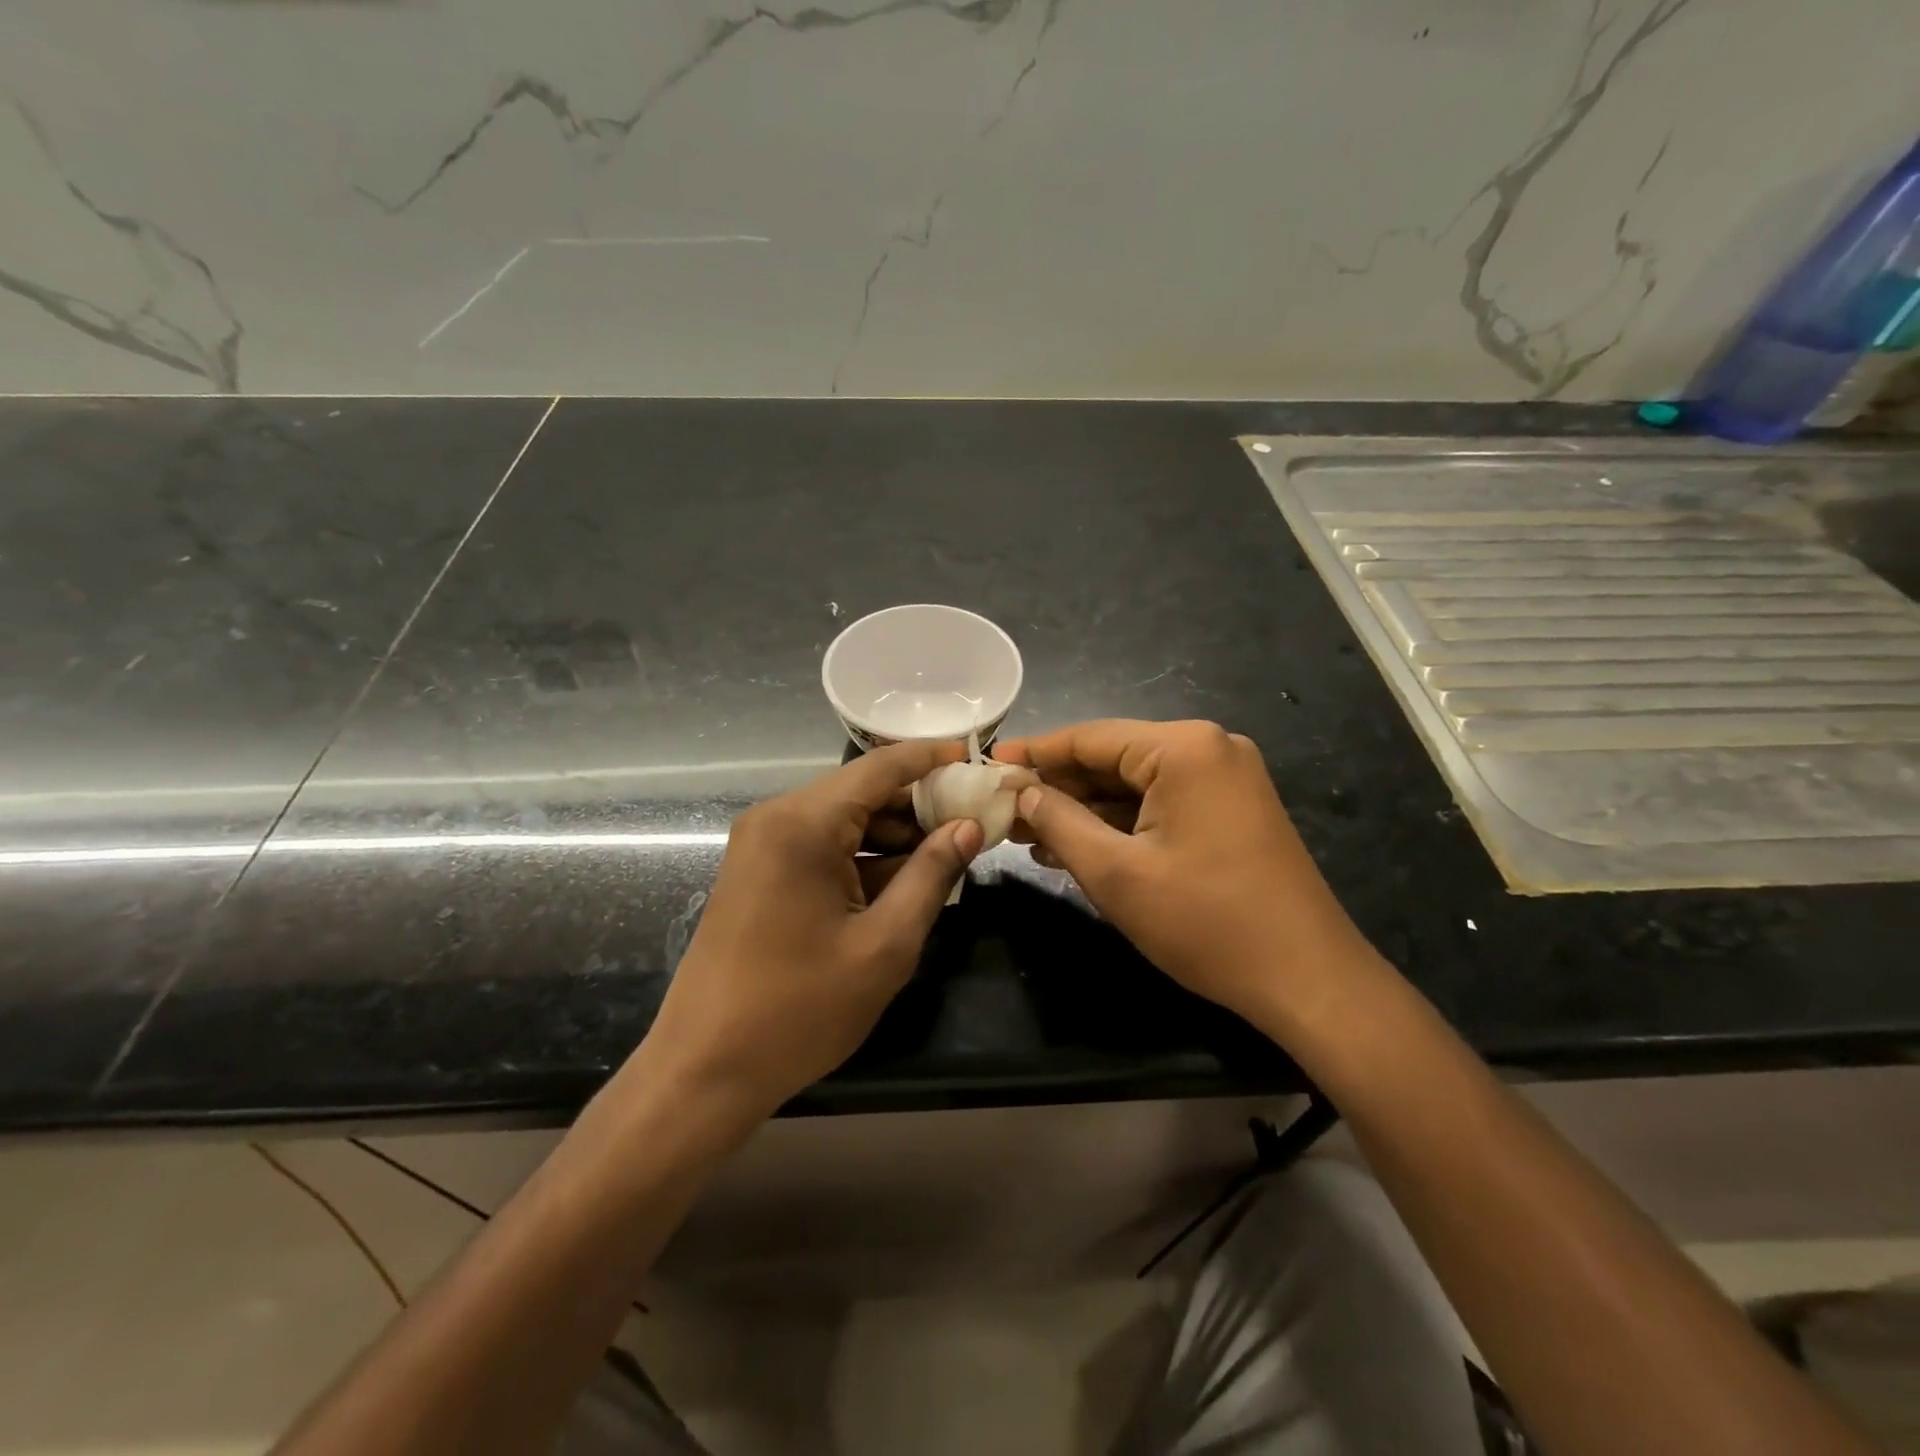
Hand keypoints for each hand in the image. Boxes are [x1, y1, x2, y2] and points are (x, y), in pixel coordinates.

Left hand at [630, 740, 983, 1127]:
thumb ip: (932, 875)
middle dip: (918, 805)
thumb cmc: (800, 1010)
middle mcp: (777, 818)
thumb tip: (969, 827)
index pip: (879, 767)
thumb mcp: (884, 944)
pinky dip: (864, 857)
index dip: (930, 758)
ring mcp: (762, 845)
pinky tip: (903, 883)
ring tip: (947, 858)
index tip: (974, 758)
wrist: (705, 1069)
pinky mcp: (759, 872)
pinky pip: (823, 847)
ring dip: (894, 835)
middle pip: (862, 791)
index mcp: (803, 823)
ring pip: (844, 820)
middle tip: (973, 823)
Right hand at [994, 719, 1375, 1028]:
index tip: (989, 764)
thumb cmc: (1206, 922)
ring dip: (1085, 809)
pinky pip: (1161, 806)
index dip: (1036, 752)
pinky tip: (1075, 846)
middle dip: (1059, 787)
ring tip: (1028, 833)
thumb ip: (1060, 822)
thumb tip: (1023, 791)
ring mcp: (1226, 781)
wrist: (1307, 980)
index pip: (1091, 737)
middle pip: (1114, 758)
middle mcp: (1209, 749)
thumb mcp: (1116, 872)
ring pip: (1135, 785)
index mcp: (1184, 748)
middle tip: (1005, 807)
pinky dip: (1120, 824)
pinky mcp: (1231, 812)